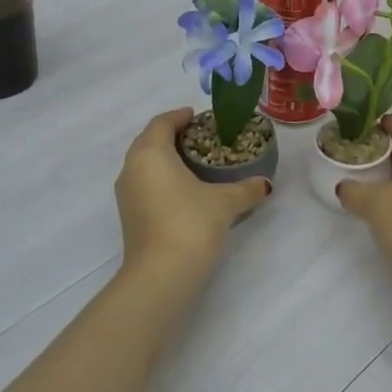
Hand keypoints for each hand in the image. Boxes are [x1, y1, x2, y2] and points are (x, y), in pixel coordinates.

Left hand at [115, 109, 270, 284]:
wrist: (161, 274)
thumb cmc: (191, 223)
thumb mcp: (225, 202)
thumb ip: (246, 188)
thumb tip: (266, 184)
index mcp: (151, 153)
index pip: (162, 122)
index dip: (180, 116)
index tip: (198, 116)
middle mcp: (132, 167)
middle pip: (149, 140)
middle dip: (171, 135)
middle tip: (199, 138)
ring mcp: (126, 193)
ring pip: (143, 163)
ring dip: (163, 158)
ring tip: (193, 163)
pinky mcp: (128, 215)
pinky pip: (143, 183)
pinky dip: (159, 178)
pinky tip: (182, 190)